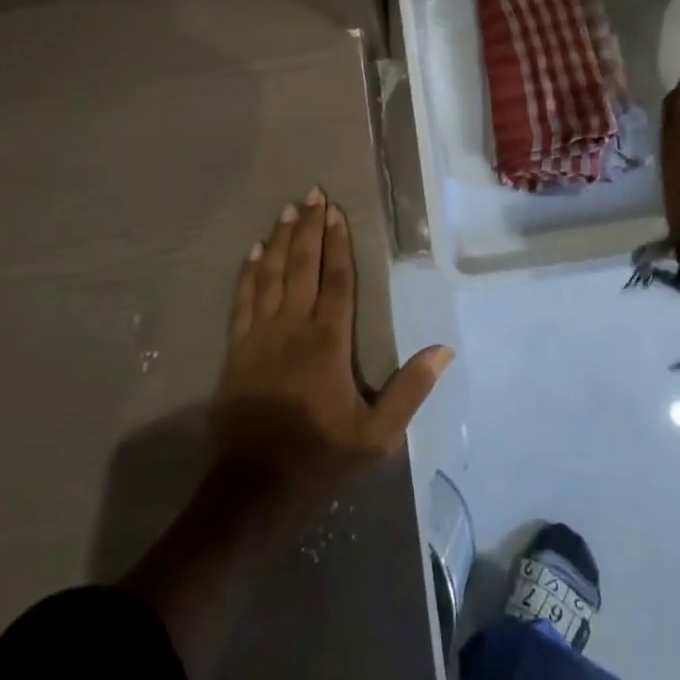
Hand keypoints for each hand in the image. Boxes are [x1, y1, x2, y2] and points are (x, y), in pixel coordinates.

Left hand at [211, 189, 453, 510]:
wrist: (255, 486)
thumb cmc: (321, 455)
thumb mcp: (377, 434)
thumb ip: (410, 390)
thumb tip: (443, 350)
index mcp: (328, 341)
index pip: (337, 280)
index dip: (338, 243)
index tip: (337, 211)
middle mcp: (293, 326)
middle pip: (302, 265)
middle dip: (308, 227)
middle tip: (312, 193)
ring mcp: (260, 335)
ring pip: (270, 274)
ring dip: (279, 239)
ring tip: (286, 209)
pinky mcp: (236, 349)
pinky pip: (242, 299)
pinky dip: (248, 272)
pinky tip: (253, 251)